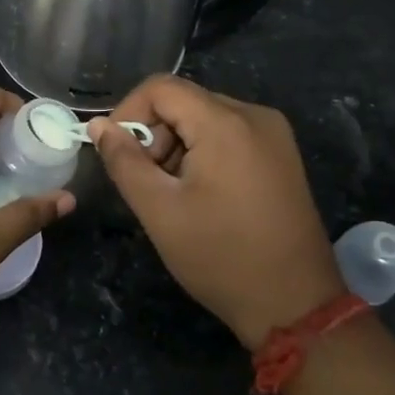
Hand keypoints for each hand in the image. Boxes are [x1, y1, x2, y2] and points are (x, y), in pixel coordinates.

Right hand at [89, 75, 342, 349]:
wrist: (295, 306)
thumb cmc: (221, 257)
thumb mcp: (159, 210)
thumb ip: (123, 161)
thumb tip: (98, 125)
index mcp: (226, 123)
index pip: (160, 88)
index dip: (128, 113)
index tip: (117, 154)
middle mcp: (255, 115)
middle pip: (184, 102)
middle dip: (154, 135)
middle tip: (147, 183)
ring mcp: (274, 134)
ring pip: (204, 117)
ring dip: (177, 146)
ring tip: (174, 194)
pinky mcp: (281, 154)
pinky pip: (228, 133)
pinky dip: (203, 152)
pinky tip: (202, 193)